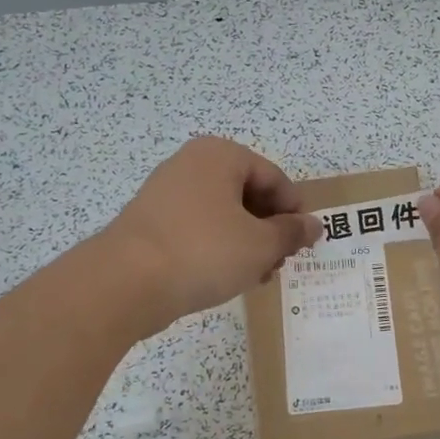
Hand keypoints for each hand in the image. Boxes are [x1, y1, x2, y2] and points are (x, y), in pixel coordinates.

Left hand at [104, 137, 322, 328]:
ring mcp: (167, 193)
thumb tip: (314, 225)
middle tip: (281, 262)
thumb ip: (292, 233)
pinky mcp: (152, 223)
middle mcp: (191, 164)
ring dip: (247, 243)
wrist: (125, 283)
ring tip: (258, 276)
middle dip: (270, 229)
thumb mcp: (260, 244)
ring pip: (223, 214)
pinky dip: (219, 249)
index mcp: (220, 155)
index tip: (305, 243)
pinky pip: (198, 229)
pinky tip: (228, 278)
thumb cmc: (203, 252)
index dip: (295, 211)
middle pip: (248, 194)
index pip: (274, 178)